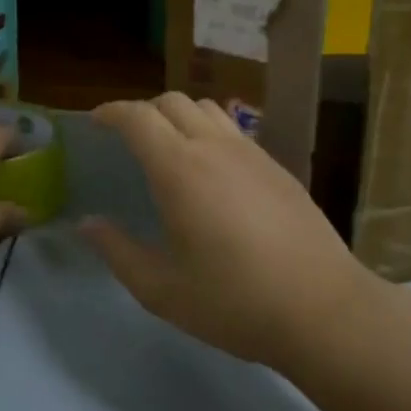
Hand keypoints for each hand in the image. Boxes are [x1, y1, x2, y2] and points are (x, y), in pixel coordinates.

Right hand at [79, 93, 383, 371]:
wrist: (323, 309)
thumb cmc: (234, 303)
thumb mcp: (162, 290)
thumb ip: (118, 252)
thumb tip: (87, 224)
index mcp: (180, 170)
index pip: (138, 117)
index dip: (112, 112)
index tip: (96, 122)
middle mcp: (215, 148)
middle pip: (173, 101)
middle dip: (143, 111)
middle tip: (129, 140)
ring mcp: (252, 154)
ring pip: (208, 109)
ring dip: (179, 116)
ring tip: (169, 148)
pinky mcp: (278, 168)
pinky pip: (234, 131)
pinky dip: (210, 133)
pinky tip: (212, 172)